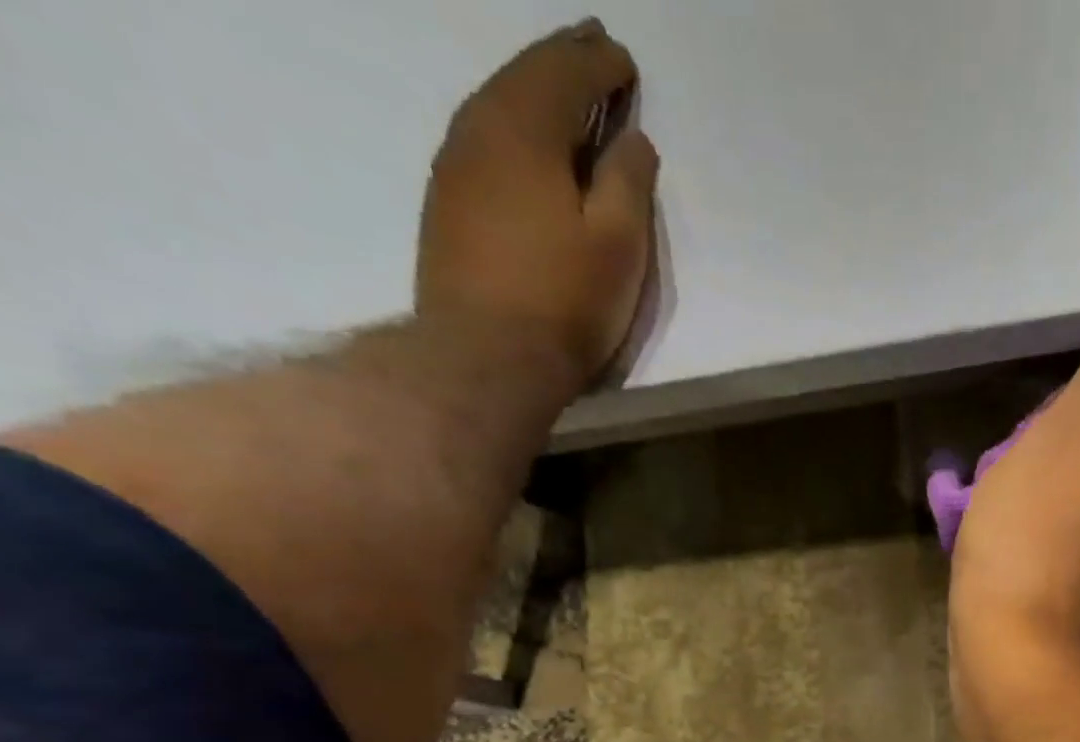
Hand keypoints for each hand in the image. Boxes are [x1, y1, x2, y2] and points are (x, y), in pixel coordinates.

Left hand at [417, 20, 659, 386]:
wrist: (486, 356)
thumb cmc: (565, 300)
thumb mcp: (618, 243)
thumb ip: (629, 182)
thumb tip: (632, 140)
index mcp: (525, 125)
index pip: (566, 71)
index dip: (600, 64)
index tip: (625, 62)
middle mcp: (479, 127)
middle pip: (524, 76)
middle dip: (563, 61)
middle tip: (592, 47)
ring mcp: (454, 166)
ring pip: (498, 107)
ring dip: (534, 93)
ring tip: (562, 93)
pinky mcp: (447, 206)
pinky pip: (484, 143)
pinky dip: (512, 130)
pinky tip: (527, 147)